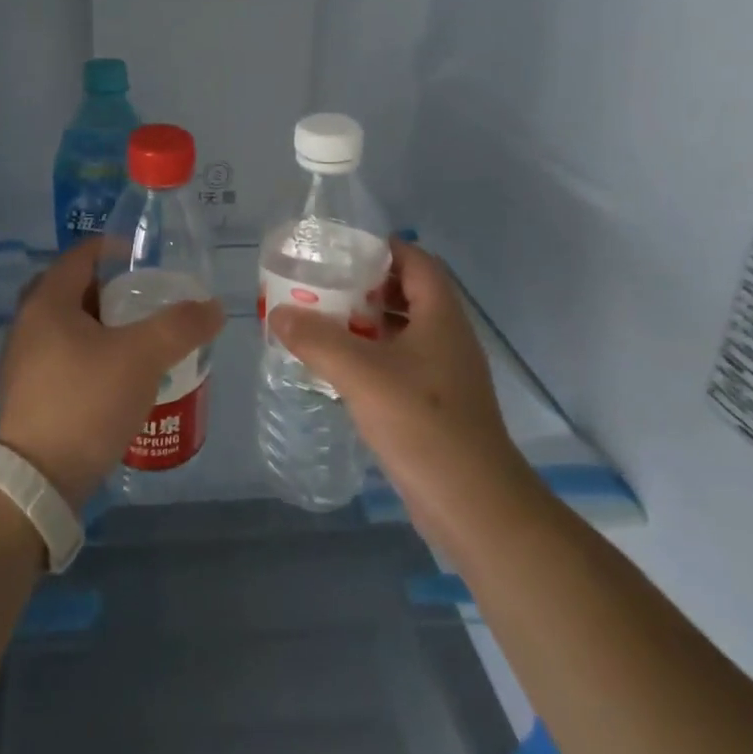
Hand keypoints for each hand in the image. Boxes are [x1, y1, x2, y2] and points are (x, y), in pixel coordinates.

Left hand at [0, 239, 223, 507]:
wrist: (37, 480)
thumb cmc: (85, 401)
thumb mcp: (142, 357)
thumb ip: (180, 326)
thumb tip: (213, 307)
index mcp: (48, 301)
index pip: (82, 254)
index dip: (115, 248)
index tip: (147, 258)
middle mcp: (28, 322)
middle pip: (74, 289)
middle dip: (112, 289)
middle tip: (147, 298)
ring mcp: (24, 360)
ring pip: (69, 325)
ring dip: (103, 324)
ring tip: (141, 336)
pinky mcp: (30, 392)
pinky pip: (64, 355)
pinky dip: (92, 353)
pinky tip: (119, 375)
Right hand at [269, 238, 525, 526]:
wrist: (474, 505)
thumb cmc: (423, 425)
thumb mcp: (362, 375)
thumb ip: (317, 340)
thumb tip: (279, 313)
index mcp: (441, 316)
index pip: (415, 260)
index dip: (381, 247)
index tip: (339, 249)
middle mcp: (446, 337)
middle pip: (406, 293)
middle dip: (364, 285)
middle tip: (320, 284)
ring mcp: (443, 372)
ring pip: (401, 330)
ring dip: (364, 322)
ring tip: (320, 320)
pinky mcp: (435, 403)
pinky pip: (399, 363)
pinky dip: (370, 355)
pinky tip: (338, 367)